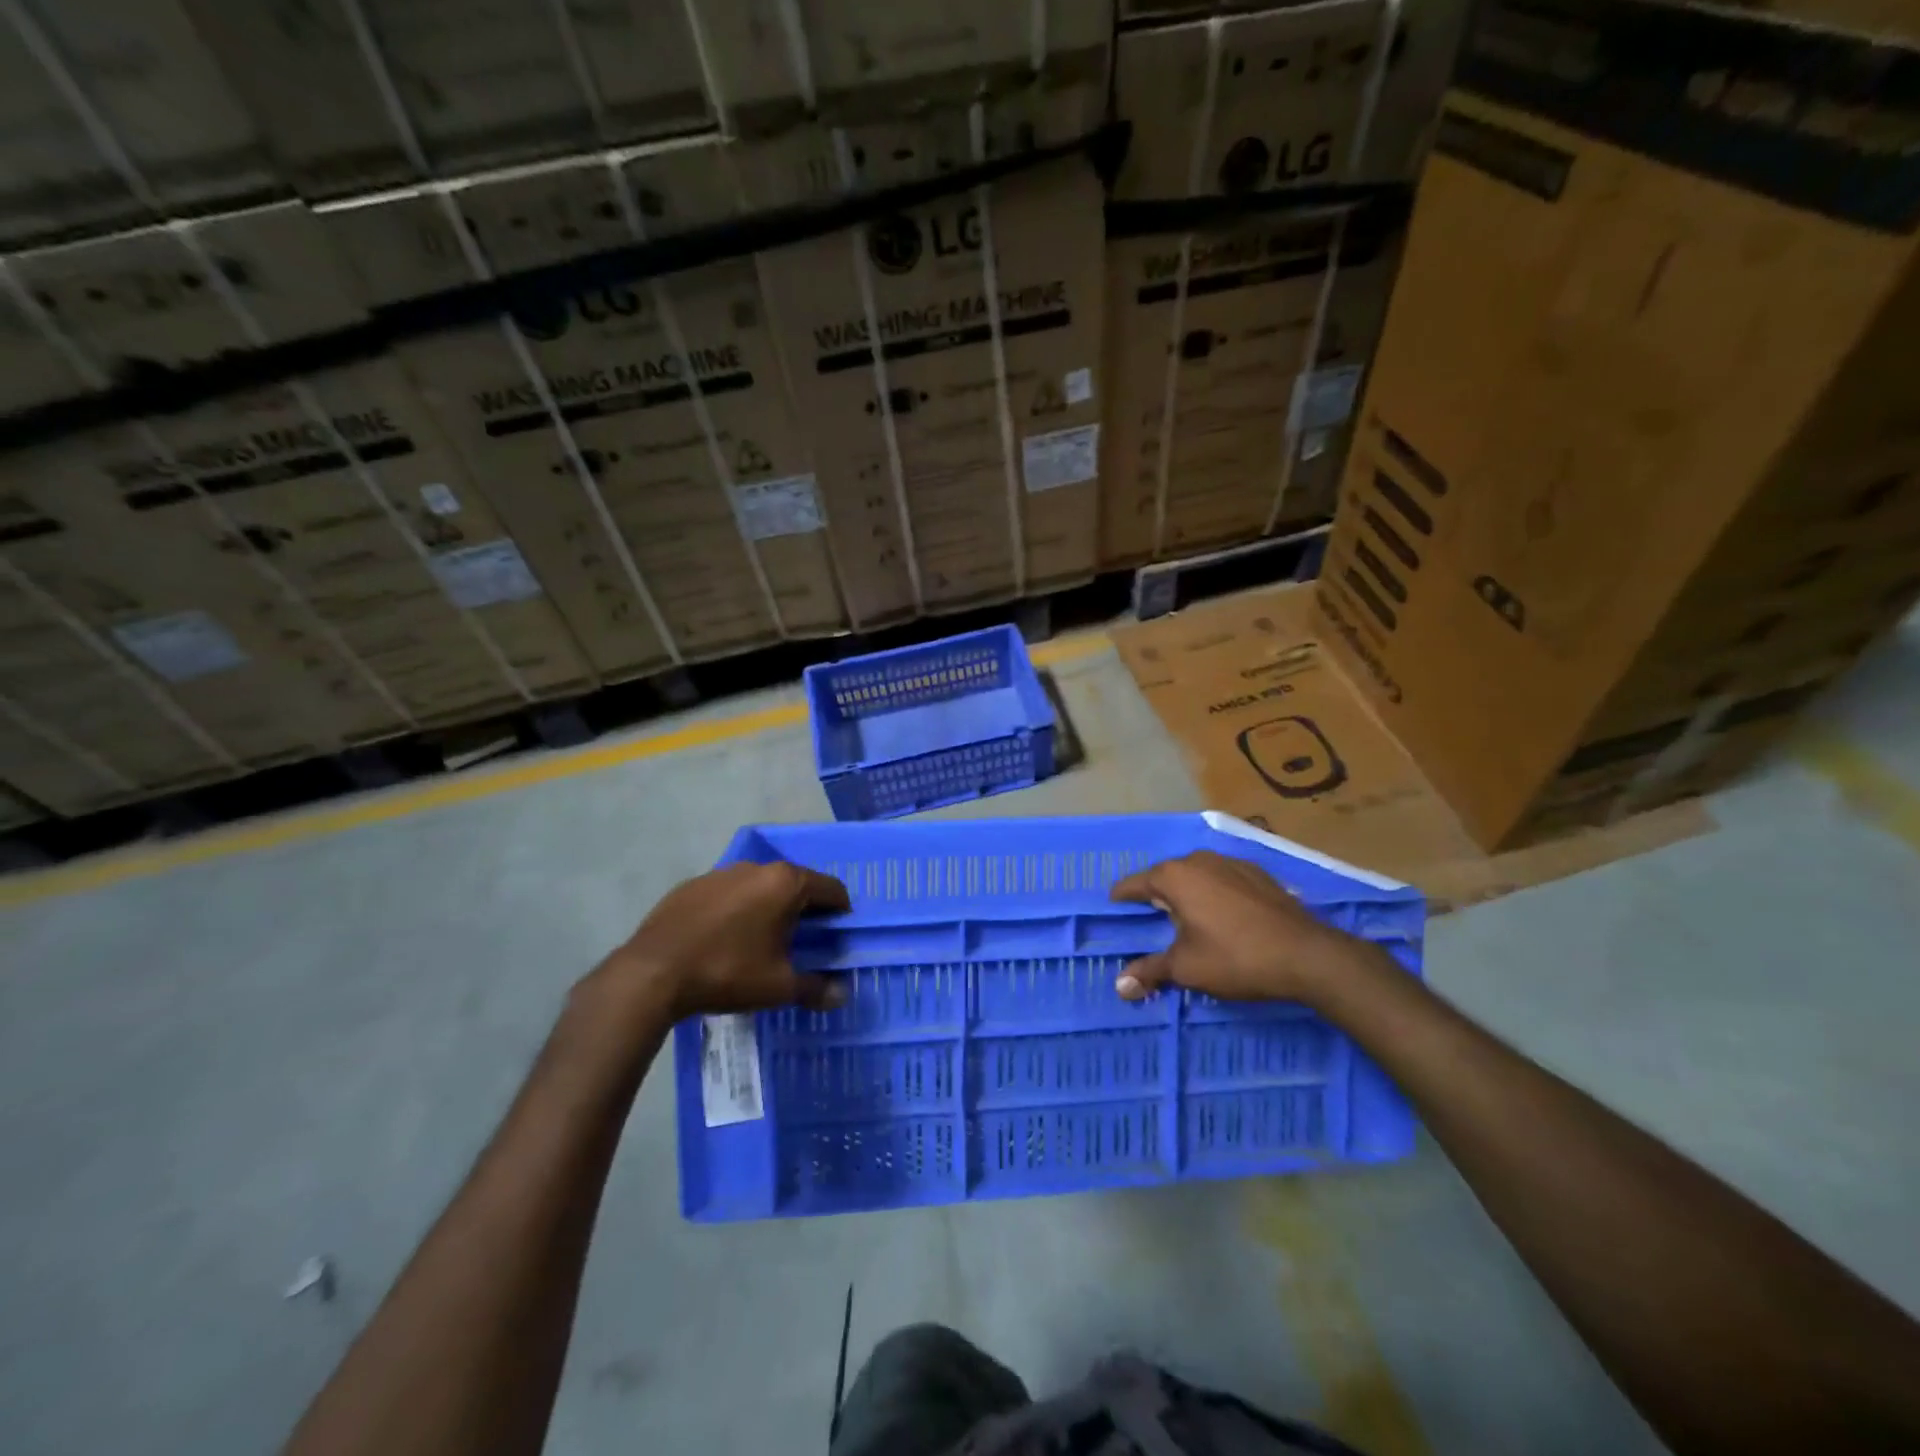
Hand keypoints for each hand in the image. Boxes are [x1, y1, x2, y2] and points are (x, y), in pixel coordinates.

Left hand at [593, 862, 851, 1020]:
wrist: (653, 973)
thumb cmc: (728, 972)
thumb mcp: (778, 986)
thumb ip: (815, 988)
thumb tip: (842, 996)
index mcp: (786, 883)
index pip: (831, 890)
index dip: (840, 913)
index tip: (836, 937)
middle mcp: (757, 867)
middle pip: (795, 884)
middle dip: (804, 910)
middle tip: (801, 943)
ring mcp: (721, 872)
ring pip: (759, 886)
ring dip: (768, 907)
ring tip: (760, 942)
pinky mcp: (692, 884)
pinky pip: (727, 893)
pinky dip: (736, 910)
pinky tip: (723, 939)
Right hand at [1109, 850, 1356, 1002]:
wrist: (1307, 954)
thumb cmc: (1235, 958)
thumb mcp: (1186, 969)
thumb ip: (1150, 971)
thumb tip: (1119, 987)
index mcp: (1174, 876)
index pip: (1135, 883)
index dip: (1121, 898)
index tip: (1113, 908)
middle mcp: (1199, 860)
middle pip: (1165, 876)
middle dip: (1155, 895)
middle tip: (1149, 919)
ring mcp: (1231, 862)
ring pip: (1196, 875)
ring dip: (1187, 893)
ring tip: (1185, 918)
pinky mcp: (1258, 873)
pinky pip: (1223, 879)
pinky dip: (1214, 893)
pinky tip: (1222, 916)